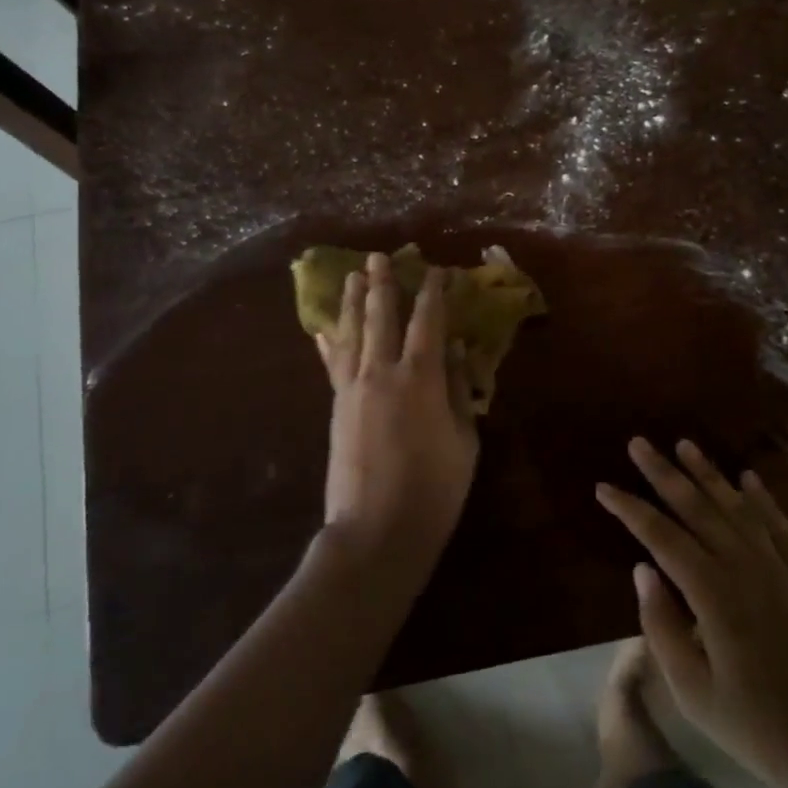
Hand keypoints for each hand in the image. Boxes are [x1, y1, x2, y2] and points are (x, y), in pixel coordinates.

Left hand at [316, 253, 478, 577]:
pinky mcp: (336, 407)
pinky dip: (329, 344)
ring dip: (354, 303)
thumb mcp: (464, 440)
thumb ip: (459, 390)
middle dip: (382, 284)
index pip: (428, 322)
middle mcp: (383, 373)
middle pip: (381, 317)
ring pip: (352, 333)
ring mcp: (354, 388)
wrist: (375, 530)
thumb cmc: (434, 489)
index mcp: (421, 378)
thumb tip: (457, 350)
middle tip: (379, 257)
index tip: (437, 271)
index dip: (433, 294)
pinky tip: (323, 331)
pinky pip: (333, 365)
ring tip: (354, 278)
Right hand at [597, 438, 787, 787]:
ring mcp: (780, 571)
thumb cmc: (755, 728)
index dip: (630, 509)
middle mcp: (746, 569)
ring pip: (738, 508)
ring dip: (709, 474)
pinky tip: (748, 478)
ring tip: (685, 444)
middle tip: (639, 443)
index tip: (603, 487)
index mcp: (713, 595)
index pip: (661, 537)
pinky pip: (780, 527)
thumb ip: (662, 626)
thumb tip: (641, 568)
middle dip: (664, 473)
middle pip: (698, 508)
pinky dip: (763, 499)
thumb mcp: (693, 692)